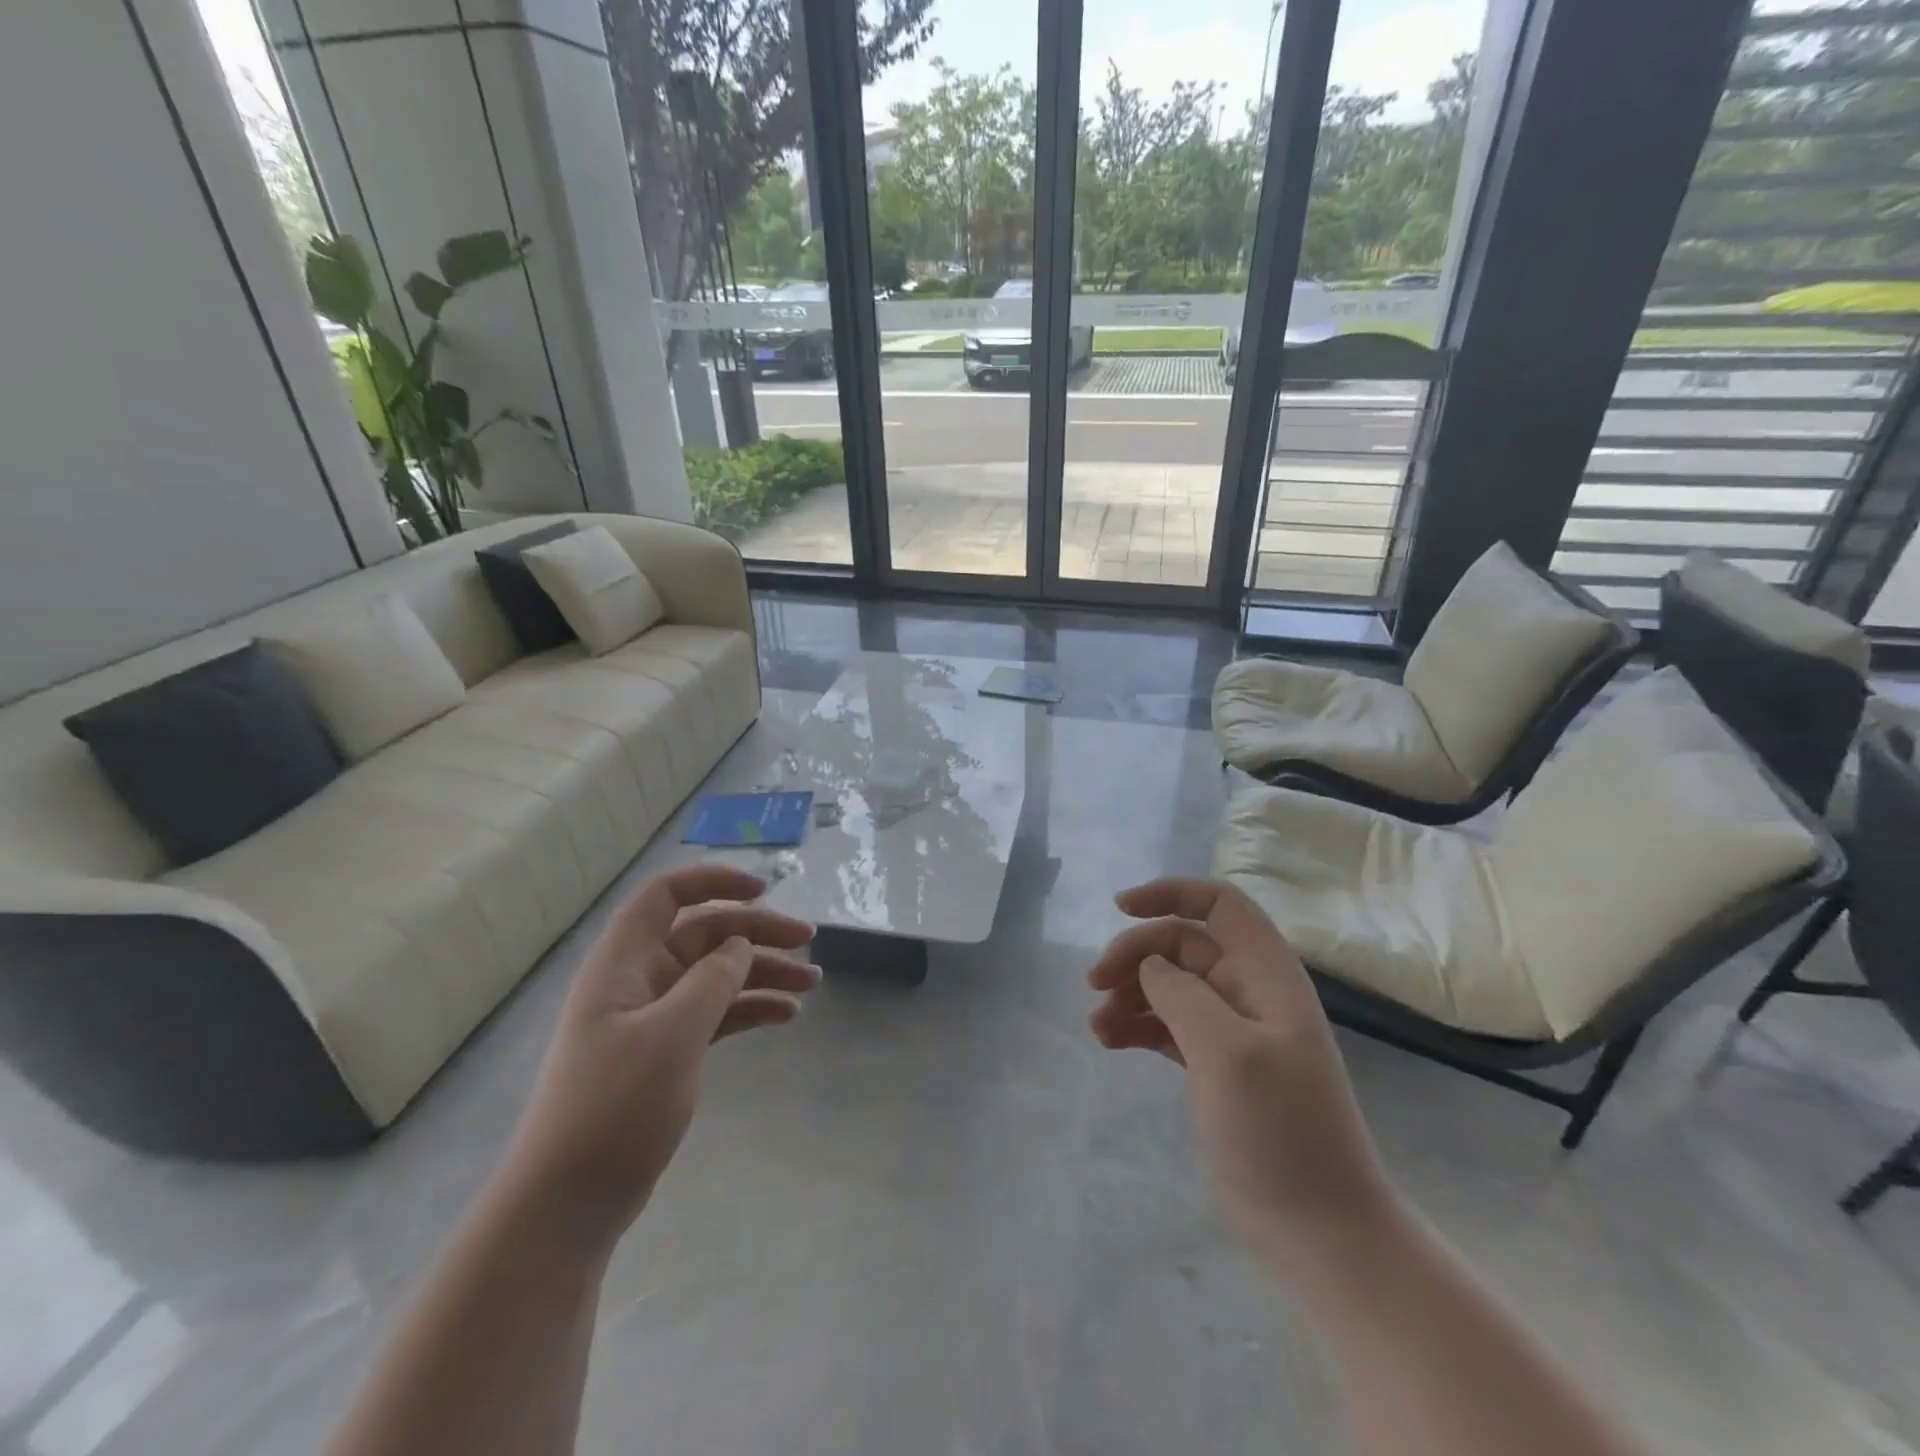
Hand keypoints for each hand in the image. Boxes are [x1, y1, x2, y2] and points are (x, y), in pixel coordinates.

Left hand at [502, 864, 819, 1244]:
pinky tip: (786, 1015)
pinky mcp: (667, 1052)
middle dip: (758, 934)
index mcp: (625, 962)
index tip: (764, 890)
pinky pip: (717, 1013)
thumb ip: (711, 981)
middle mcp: (639, 979)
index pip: (667, 895)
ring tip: (812, 984)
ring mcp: (653, 1017)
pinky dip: (750, 1009)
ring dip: (763, 973)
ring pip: (717, 975)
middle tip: (809, 943)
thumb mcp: (670, 1037)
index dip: (714, 882)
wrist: (568, 1204)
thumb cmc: (613, 1108)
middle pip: (706, 935)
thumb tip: (740, 944)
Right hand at [1087, 877, 1398, 1271]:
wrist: (1319, 1230)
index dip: (1171, 893)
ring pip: (1171, 987)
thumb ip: (1183, 994)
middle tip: (1093, 983)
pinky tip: (1109, 1041)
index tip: (1120, 907)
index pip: (1220, 905)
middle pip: (1183, 945)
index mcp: (1266, 976)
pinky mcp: (1216, 1068)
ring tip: (1096, 1025)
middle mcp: (1250, 994)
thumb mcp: (1227, 1052)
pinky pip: (1168, 1027)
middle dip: (1136, 954)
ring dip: (1130, 993)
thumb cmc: (1278, 1131)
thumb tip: (1152, 964)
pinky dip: (1137, 1026)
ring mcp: (1234, 1033)